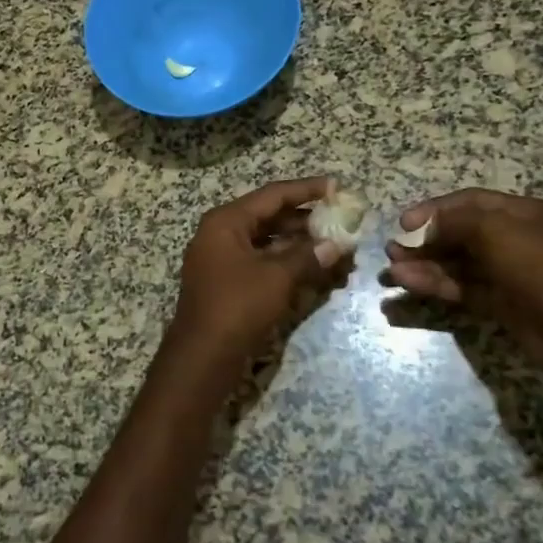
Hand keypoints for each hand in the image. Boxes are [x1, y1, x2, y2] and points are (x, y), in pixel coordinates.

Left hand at [165, 177, 351, 384]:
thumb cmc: (237, 306)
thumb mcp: (277, 277)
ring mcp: (222, 258)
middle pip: (269, 216)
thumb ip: (308, 256)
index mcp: (226, 221)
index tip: (335, 186)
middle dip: (306, 220)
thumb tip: (338, 244)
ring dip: (300, 243)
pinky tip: (315, 268)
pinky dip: (287, 262)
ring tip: (335, 246)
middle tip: (341, 220)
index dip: (306, 190)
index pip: (272, 195)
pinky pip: (261, 261)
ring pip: (267, 240)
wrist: (202, 356)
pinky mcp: (227, 281)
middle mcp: (221, 233)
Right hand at [384, 189, 542, 384]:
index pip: (471, 202)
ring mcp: (509, 273)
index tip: (404, 223)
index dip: (435, 209)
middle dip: (425, 240)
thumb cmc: (536, 264)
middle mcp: (517, 239)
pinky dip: (436, 285)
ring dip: (425, 265)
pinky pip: (462, 288)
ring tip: (392, 270)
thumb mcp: (493, 229)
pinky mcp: (501, 303)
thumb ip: (453, 223)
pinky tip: (409, 283)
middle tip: (393, 249)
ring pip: (458, 264)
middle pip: (461, 234)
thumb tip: (424, 228)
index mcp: (525, 213)